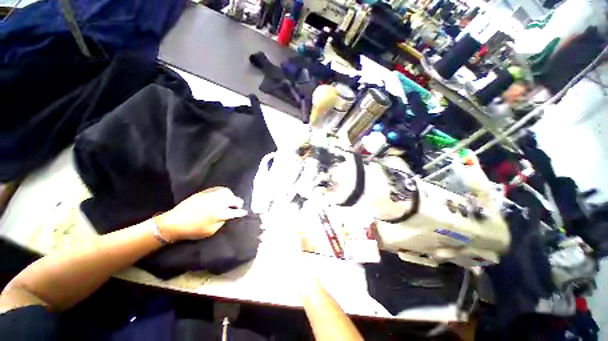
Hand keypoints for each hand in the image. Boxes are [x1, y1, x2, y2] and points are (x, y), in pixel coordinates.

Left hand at [154, 187, 247, 241]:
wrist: (174, 222)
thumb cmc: (193, 230)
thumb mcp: (211, 231)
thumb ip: (222, 222)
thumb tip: (228, 216)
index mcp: (219, 214)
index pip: (235, 211)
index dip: (241, 212)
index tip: (244, 212)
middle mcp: (217, 202)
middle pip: (233, 199)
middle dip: (238, 202)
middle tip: (238, 205)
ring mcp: (210, 196)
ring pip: (226, 192)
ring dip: (231, 195)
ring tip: (230, 199)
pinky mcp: (204, 192)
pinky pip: (218, 189)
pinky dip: (223, 191)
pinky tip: (222, 195)